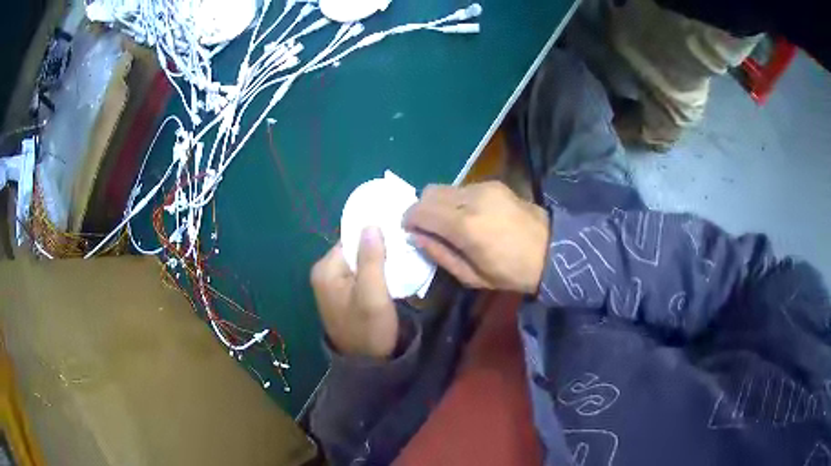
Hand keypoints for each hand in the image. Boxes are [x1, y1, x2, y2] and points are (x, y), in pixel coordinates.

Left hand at [310, 227, 397, 358]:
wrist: (367, 365)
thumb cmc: (369, 329)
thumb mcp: (373, 293)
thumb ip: (371, 258)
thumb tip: (370, 224)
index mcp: (326, 270)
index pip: (350, 239)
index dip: (373, 236)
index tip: (397, 236)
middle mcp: (324, 274)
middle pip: (353, 250)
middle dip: (376, 249)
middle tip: (402, 251)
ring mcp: (331, 286)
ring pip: (358, 262)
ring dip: (377, 262)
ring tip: (400, 262)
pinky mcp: (342, 296)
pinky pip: (358, 275)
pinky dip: (373, 274)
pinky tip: (389, 278)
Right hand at [403, 181, 549, 293]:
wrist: (553, 249)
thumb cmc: (511, 272)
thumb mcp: (472, 276)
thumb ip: (440, 254)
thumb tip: (415, 236)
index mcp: (464, 227)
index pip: (420, 211)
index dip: (408, 219)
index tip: (409, 231)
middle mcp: (470, 199)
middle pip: (429, 192)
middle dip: (421, 208)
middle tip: (427, 227)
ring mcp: (484, 187)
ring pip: (445, 187)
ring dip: (439, 203)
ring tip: (450, 222)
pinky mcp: (494, 183)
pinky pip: (462, 188)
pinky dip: (456, 200)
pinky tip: (469, 215)